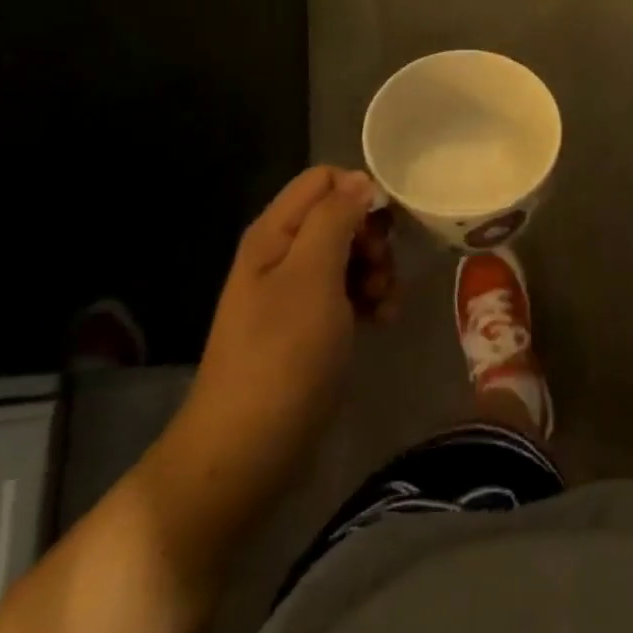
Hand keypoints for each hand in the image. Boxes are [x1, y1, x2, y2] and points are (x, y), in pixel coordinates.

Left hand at [174, 167, 396, 493]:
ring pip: (349, 254)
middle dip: (372, 237)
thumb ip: (336, 218)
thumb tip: (360, 180)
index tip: (384, 227)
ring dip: (376, 271)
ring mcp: (295, 292)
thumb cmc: (282, 356)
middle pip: (340, 215)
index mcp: (275, 233)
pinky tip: (383, 321)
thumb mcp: (313, 276)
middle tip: (382, 271)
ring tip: (386, 303)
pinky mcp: (309, 326)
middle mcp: (283, 254)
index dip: (359, 192)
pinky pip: (347, 292)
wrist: (246, 453)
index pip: (324, 179)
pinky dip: (369, 299)